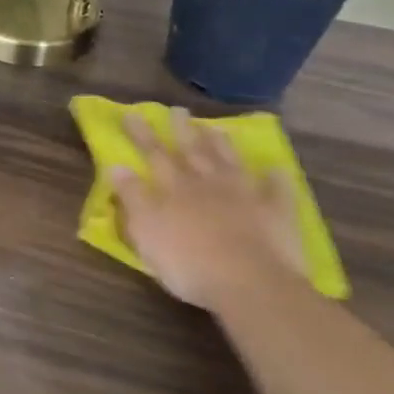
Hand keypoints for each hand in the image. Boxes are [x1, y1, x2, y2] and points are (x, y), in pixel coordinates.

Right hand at [109, 108, 306, 311]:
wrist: (250, 283)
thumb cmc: (187, 262)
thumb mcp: (145, 231)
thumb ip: (132, 197)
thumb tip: (117, 166)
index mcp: (174, 188)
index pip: (153, 154)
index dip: (141, 134)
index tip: (132, 113)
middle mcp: (207, 183)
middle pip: (192, 151)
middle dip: (183, 130)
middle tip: (178, 110)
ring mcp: (244, 195)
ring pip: (230, 162)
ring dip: (222, 145)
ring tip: (215, 128)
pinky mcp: (275, 213)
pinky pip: (276, 190)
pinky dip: (275, 178)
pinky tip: (275, 169)